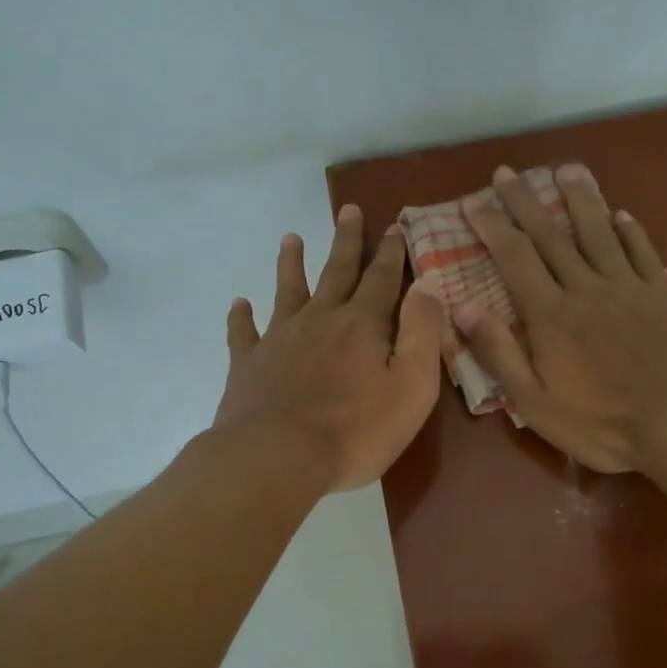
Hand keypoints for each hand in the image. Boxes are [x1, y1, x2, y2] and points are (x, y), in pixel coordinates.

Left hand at [213, 203, 443, 492]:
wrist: (278, 457)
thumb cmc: (356, 430)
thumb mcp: (411, 386)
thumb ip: (421, 333)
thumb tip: (427, 284)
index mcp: (363, 325)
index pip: (382, 279)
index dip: (390, 253)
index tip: (394, 226)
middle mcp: (320, 320)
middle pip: (336, 272)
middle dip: (346, 241)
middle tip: (348, 210)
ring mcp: (279, 339)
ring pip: (288, 291)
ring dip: (291, 264)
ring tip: (290, 238)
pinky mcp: (248, 364)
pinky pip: (244, 332)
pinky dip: (241, 316)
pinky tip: (239, 304)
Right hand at [457, 164, 666, 473]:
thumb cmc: (604, 423)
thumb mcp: (536, 403)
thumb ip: (500, 353)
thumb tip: (464, 307)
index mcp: (551, 315)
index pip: (514, 258)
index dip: (491, 227)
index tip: (473, 201)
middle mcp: (587, 288)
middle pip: (550, 235)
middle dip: (525, 202)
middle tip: (506, 173)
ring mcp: (629, 287)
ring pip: (598, 232)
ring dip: (579, 199)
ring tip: (566, 169)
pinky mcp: (664, 294)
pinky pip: (643, 252)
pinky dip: (630, 230)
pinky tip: (622, 215)